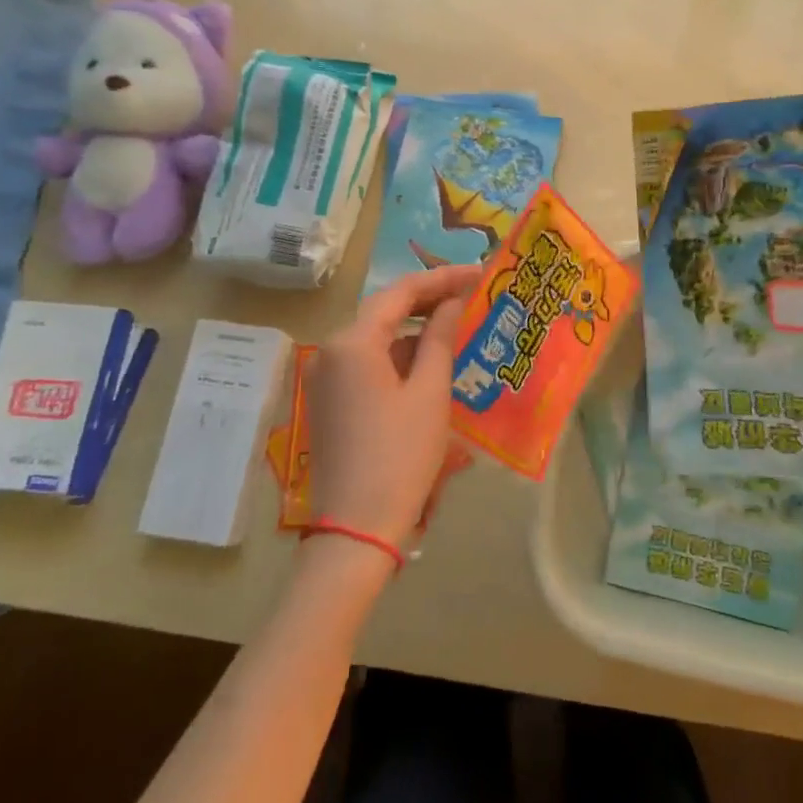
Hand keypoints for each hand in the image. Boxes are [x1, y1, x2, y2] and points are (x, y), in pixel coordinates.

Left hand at [304, 264, 479, 549]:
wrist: (356, 529)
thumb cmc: (400, 455)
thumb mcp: (430, 392)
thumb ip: (441, 337)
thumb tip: (452, 302)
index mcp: (352, 342)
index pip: (400, 292)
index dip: (441, 278)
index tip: (478, 273)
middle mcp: (330, 351)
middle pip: (384, 312)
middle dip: (428, 301)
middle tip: (471, 294)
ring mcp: (325, 377)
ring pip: (376, 339)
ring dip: (415, 331)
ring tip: (458, 327)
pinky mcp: (328, 401)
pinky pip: (367, 364)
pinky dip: (398, 358)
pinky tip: (430, 364)